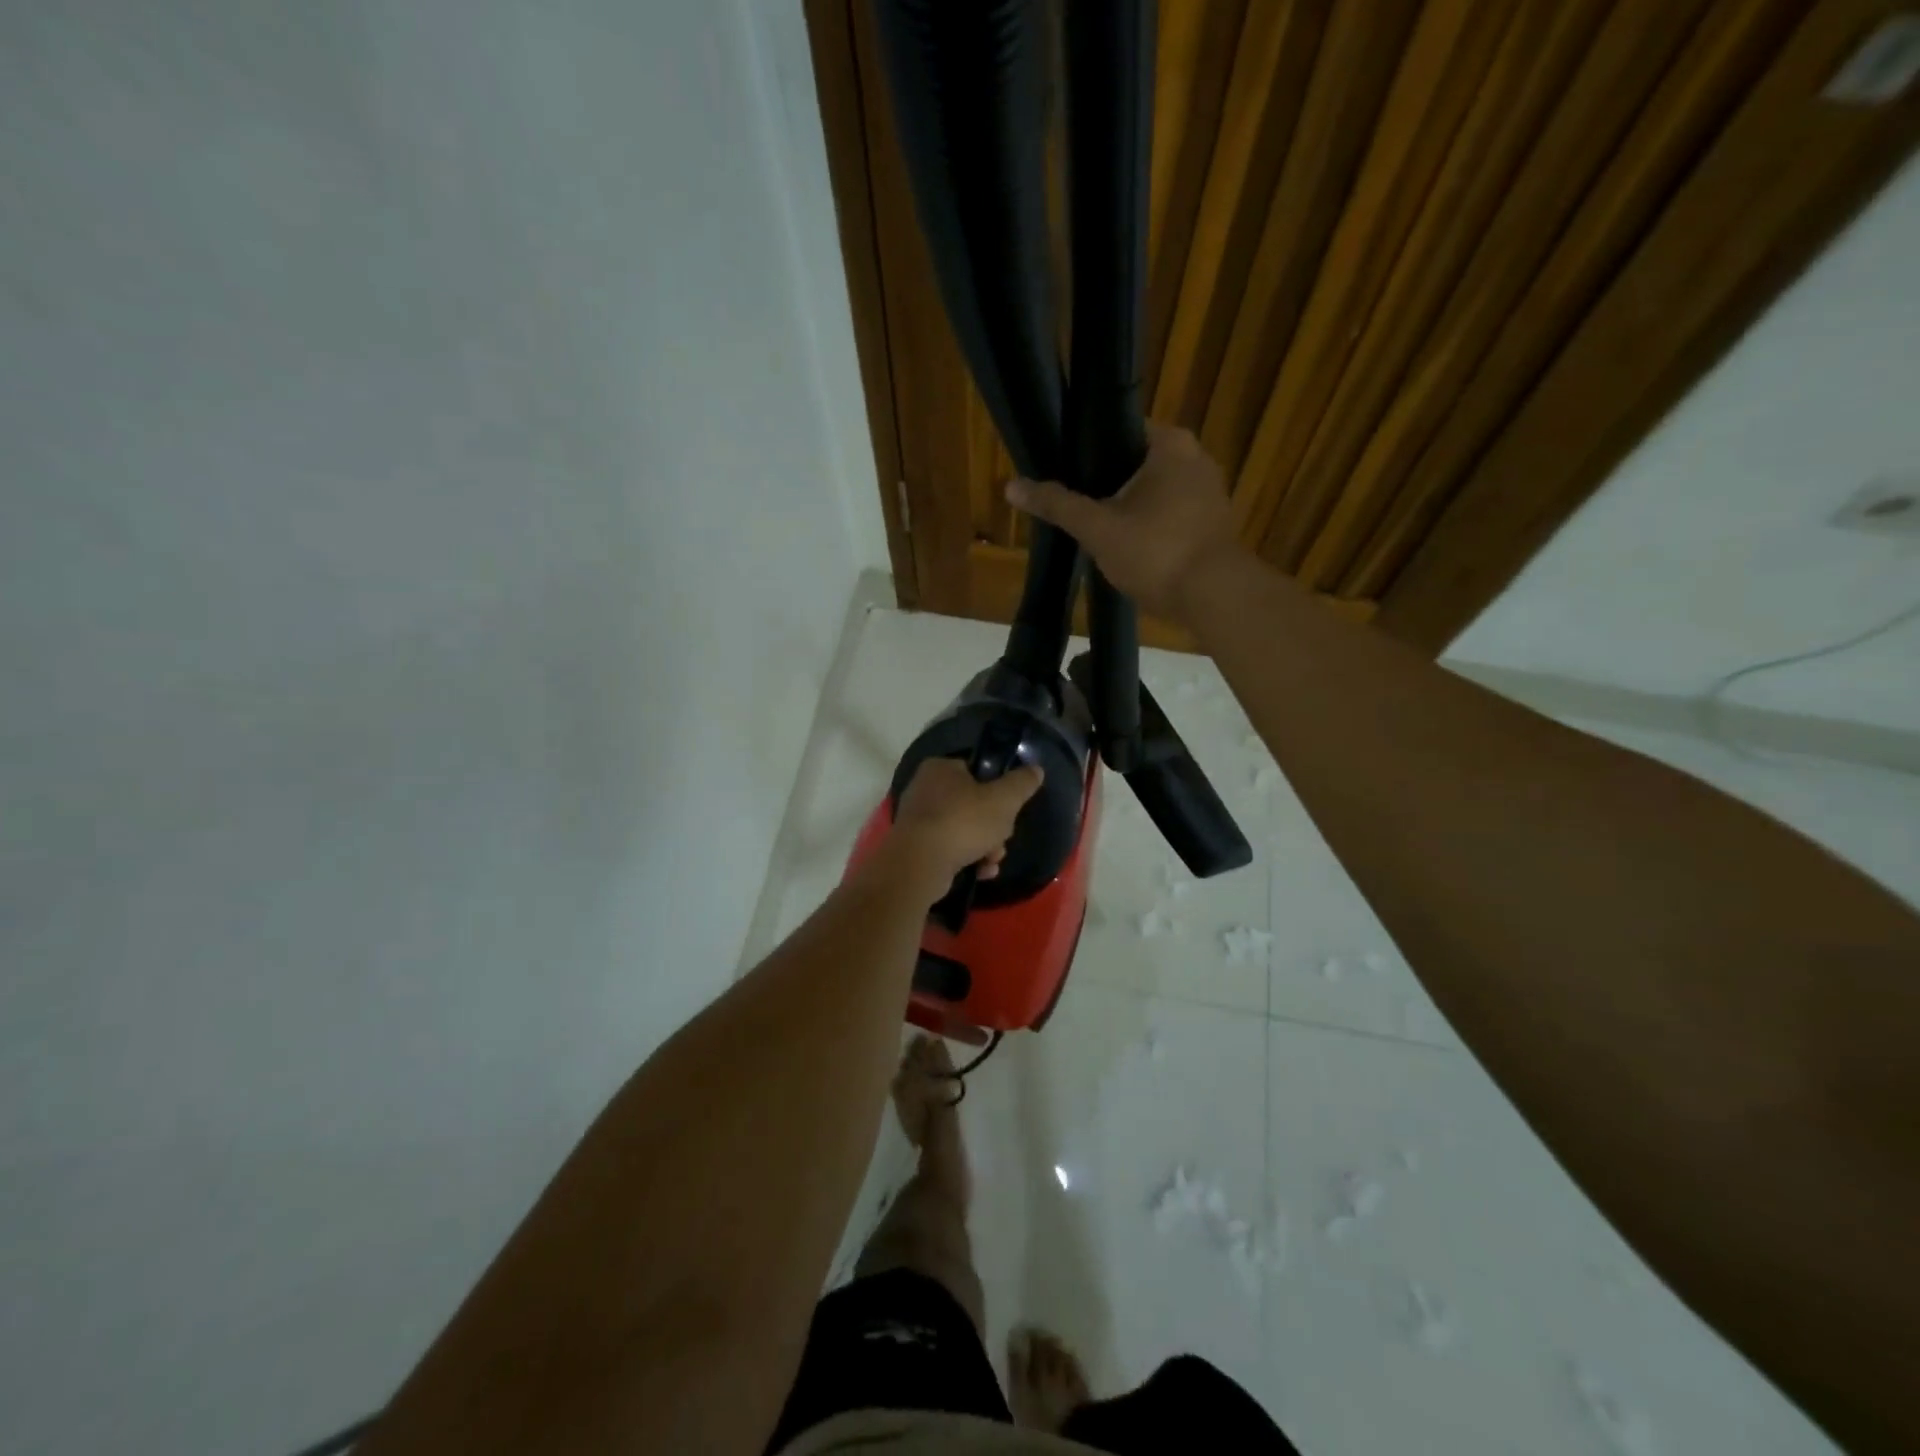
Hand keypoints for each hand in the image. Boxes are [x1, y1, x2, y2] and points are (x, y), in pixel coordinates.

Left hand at [885, 757, 1044, 902]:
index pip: (975, 772)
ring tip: (990, 861)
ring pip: (963, 830)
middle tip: (1000, 841)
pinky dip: (966, 859)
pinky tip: (979, 872)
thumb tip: (1036, 770)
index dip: (997, 792)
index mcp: (940, 768)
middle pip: (972, 805)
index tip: (1009, 811)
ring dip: (984, 847)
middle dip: (993, 828)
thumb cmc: (963, 822)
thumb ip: (1022, 783)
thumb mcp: (1004, 799)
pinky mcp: (914, 846)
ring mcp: (917, 819)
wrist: (920, 864)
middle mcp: (924, 788)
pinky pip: (948, 848)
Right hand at [1005, 421, 1244, 623]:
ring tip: (1095, 528)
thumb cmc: (1156, 551)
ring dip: (1129, 509)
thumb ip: (1058, 505)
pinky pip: (1171, 516)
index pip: (1120, 431)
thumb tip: (1011, 486)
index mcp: (1171, 444)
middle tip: (1074, 504)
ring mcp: (1210, 494)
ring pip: (1155, 493)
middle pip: (1136, 464)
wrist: (1214, 597)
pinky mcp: (1213, 526)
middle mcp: (1197, 459)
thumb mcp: (1098, 528)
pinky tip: (1128, 549)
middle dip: (1107, 484)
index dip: (1089, 450)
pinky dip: (1150, 528)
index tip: (1064, 471)